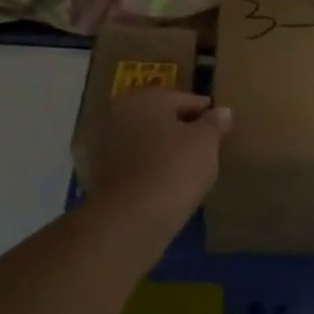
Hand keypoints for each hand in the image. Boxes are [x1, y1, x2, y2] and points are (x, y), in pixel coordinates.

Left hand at [81, 89, 231, 222]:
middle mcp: (116, 110)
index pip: (182, 99)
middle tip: (199, 145)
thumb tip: (221, 111)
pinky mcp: (91, 170)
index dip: (203, 112)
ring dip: (154, 145)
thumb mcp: (206, 143)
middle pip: (155, 115)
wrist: (131, 217)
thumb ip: (214, 123)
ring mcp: (99, 141)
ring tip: (178, 165)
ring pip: (137, 138)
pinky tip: (156, 180)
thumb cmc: (175, 168)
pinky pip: (124, 161)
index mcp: (145, 96)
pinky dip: (139, 166)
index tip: (218, 126)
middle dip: (175, 126)